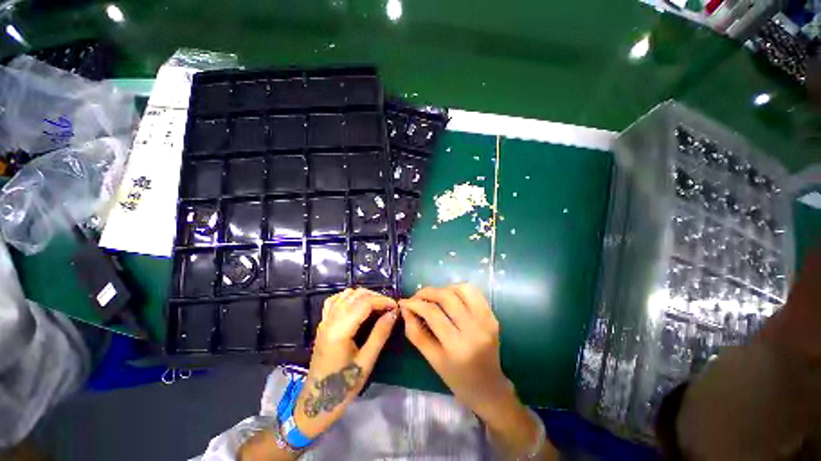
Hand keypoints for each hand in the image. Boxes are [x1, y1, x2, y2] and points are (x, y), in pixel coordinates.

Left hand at [294, 288, 397, 437]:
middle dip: (375, 297)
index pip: (364, 303)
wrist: (316, 402)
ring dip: (363, 295)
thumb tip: (394, 313)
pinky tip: (357, 304)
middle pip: (355, 295)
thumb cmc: (343, 386)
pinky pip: (335, 300)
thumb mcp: (366, 362)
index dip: (383, 301)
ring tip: (377, 305)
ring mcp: (324, 321)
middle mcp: (330, 320)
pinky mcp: (323, 324)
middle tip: (389, 308)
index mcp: (340, 330)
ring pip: (345, 294)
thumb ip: (380, 334)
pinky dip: (349, 297)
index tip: (396, 307)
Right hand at [400, 284, 556, 458]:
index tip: (404, 302)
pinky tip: (451, 297)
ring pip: (462, 289)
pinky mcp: (492, 316)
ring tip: (434, 297)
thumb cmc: (457, 378)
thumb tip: (405, 309)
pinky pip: (474, 292)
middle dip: (428, 292)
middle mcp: (474, 330)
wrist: (489, 387)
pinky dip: (459, 289)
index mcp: (457, 347)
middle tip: (417, 296)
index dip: (415, 303)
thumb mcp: (432, 359)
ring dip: (444, 288)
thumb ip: (416, 333)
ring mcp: (486, 321)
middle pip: (447, 297)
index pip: (433, 313)